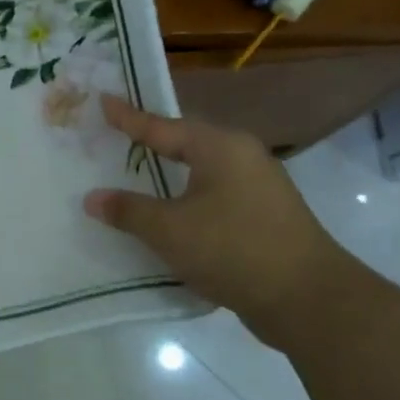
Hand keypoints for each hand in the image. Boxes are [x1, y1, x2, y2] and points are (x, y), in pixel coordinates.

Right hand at [84, 97, 352, 349]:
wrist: (307, 298)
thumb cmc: (233, 249)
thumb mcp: (170, 230)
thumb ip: (128, 211)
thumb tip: (92, 198)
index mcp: (220, 148)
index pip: (163, 126)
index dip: (129, 118)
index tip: (103, 101)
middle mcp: (242, 158)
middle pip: (186, 144)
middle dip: (152, 143)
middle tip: (117, 136)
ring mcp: (258, 189)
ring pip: (202, 174)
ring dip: (169, 177)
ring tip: (137, 176)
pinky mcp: (263, 219)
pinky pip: (213, 199)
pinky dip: (187, 203)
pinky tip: (170, 217)